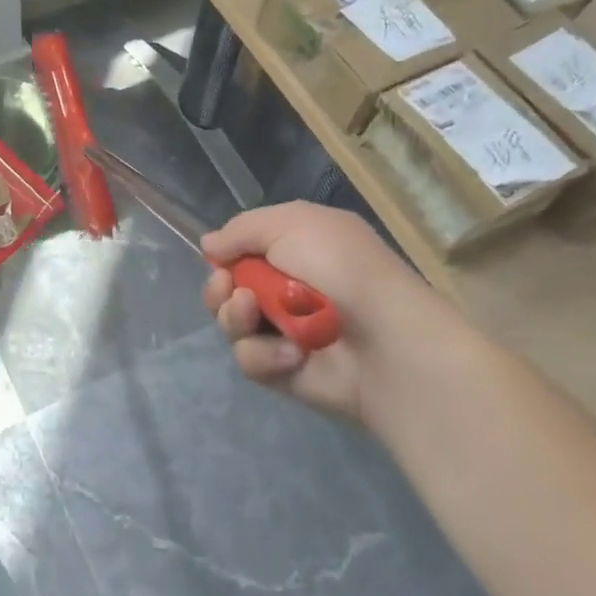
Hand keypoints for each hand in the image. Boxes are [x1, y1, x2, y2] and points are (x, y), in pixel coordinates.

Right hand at [201, 202, 459, 429]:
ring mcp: (284, 332)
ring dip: (235, 318)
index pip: (242, 249)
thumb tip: (208, 245)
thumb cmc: (343, 269)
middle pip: (226, 288)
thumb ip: (242, 229)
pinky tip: (292, 354)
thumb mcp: (292, 224)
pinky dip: (264, 355)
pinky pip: (250, 360)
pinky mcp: (284, 372)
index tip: (221, 258)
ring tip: (256, 315)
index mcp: (295, 249)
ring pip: (230, 323)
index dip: (226, 254)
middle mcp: (285, 288)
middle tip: (232, 289)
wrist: (388, 342)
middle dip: (219, 288)